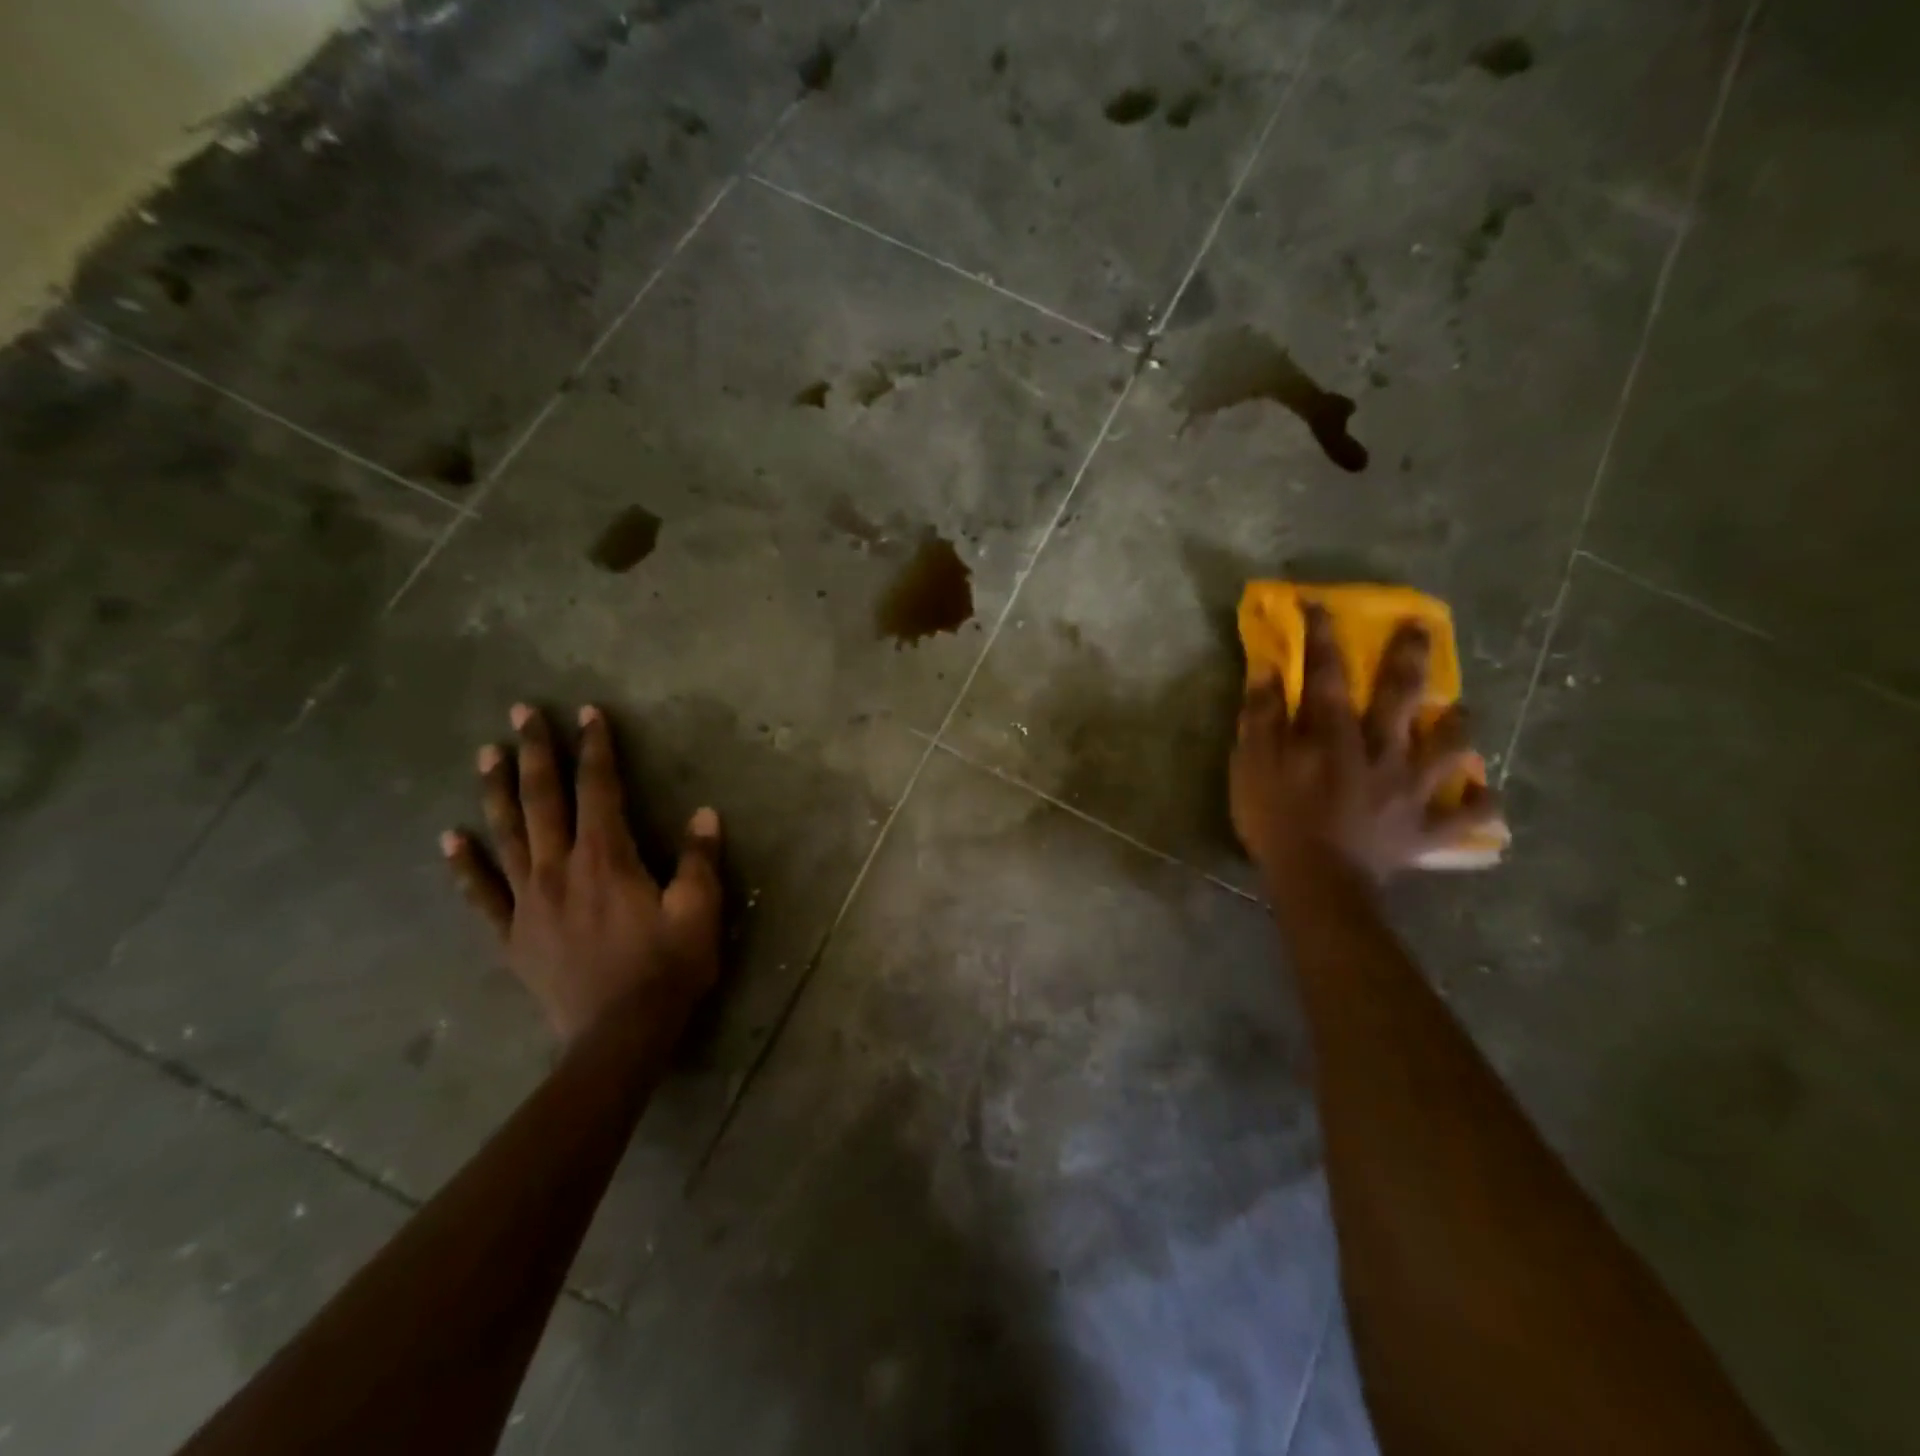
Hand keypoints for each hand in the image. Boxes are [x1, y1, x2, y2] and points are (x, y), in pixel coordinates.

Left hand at [440, 703, 723, 1043]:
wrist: (618, 1036)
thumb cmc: (666, 969)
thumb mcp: (699, 911)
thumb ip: (700, 860)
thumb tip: (704, 815)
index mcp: (606, 858)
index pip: (598, 789)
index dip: (595, 748)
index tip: (588, 713)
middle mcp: (559, 869)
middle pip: (543, 800)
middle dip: (535, 752)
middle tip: (522, 713)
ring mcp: (529, 901)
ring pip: (507, 834)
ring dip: (496, 790)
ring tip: (486, 754)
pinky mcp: (513, 934)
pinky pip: (482, 893)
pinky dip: (465, 864)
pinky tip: (449, 838)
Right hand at [1230, 607, 1498, 881]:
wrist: (1316, 882)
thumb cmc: (1275, 820)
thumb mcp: (1251, 765)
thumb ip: (1261, 717)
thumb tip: (1269, 671)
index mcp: (1333, 734)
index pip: (1325, 673)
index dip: (1321, 637)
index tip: (1317, 605)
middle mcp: (1381, 751)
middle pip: (1400, 697)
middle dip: (1408, 658)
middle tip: (1421, 629)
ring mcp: (1411, 789)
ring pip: (1448, 748)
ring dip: (1457, 726)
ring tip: (1462, 712)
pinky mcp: (1426, 828)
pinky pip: (1467, 815)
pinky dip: (1479, 804)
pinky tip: (1484, 795)